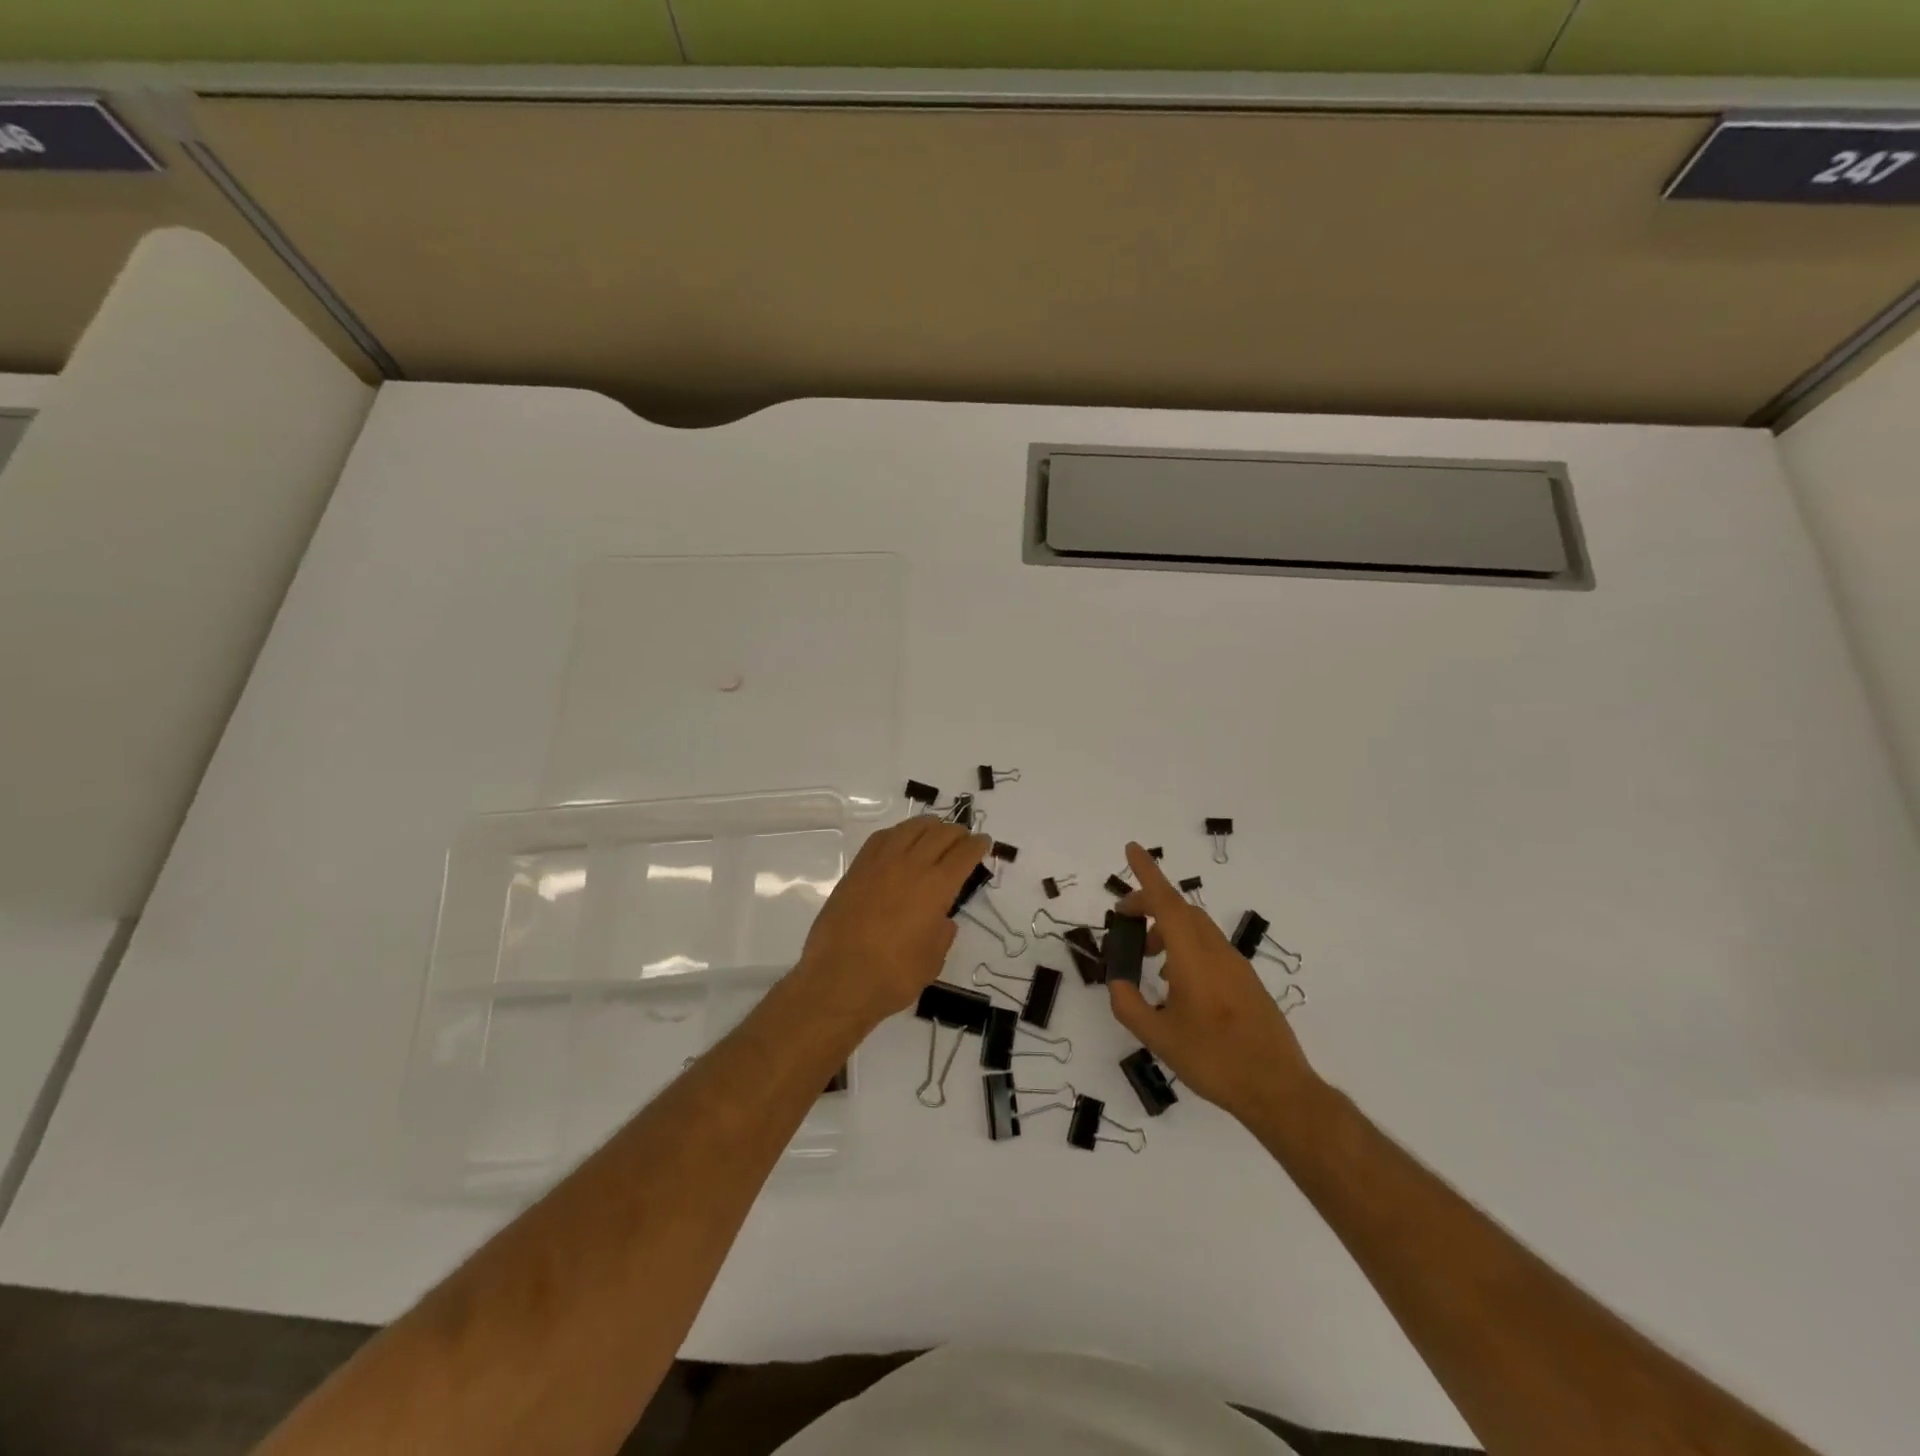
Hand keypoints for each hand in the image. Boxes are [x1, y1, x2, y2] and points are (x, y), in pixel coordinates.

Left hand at [795, 817, 988, 1029]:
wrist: (838, 979)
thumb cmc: (893, 976)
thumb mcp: (933, 960)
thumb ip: (942, 933)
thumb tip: (941, 919)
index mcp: (936, 887)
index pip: (964, 854)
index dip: (977, 845)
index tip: (984, 842)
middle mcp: (911, 866)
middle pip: (940, 834)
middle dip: (957, 832)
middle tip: (964, 837)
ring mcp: (880, 863)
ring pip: (910, 828)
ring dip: (929, 826)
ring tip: (936, 830)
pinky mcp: (857, 869)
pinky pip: (882, 838)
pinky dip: (898, 833)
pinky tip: (901, 839)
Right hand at [1108, 842, 1318, 1122]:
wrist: (1278, 1089)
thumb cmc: (1214, 1060)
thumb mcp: (1159, 1038)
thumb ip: (1129, 1006)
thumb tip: (1117, 983)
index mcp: (1193, 957)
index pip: (1166, 903)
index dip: (1147, 873)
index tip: (1132, 848)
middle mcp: (1216, 952)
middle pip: (1180, 911)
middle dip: (1150, 906)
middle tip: (1124, 922)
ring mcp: (1235, 966)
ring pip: (1196, 929)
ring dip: (1167, 930)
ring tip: (1148, 959)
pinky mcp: (1246, 982)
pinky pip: (1209, 948)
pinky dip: (1185, 949)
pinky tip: (1176, 984)